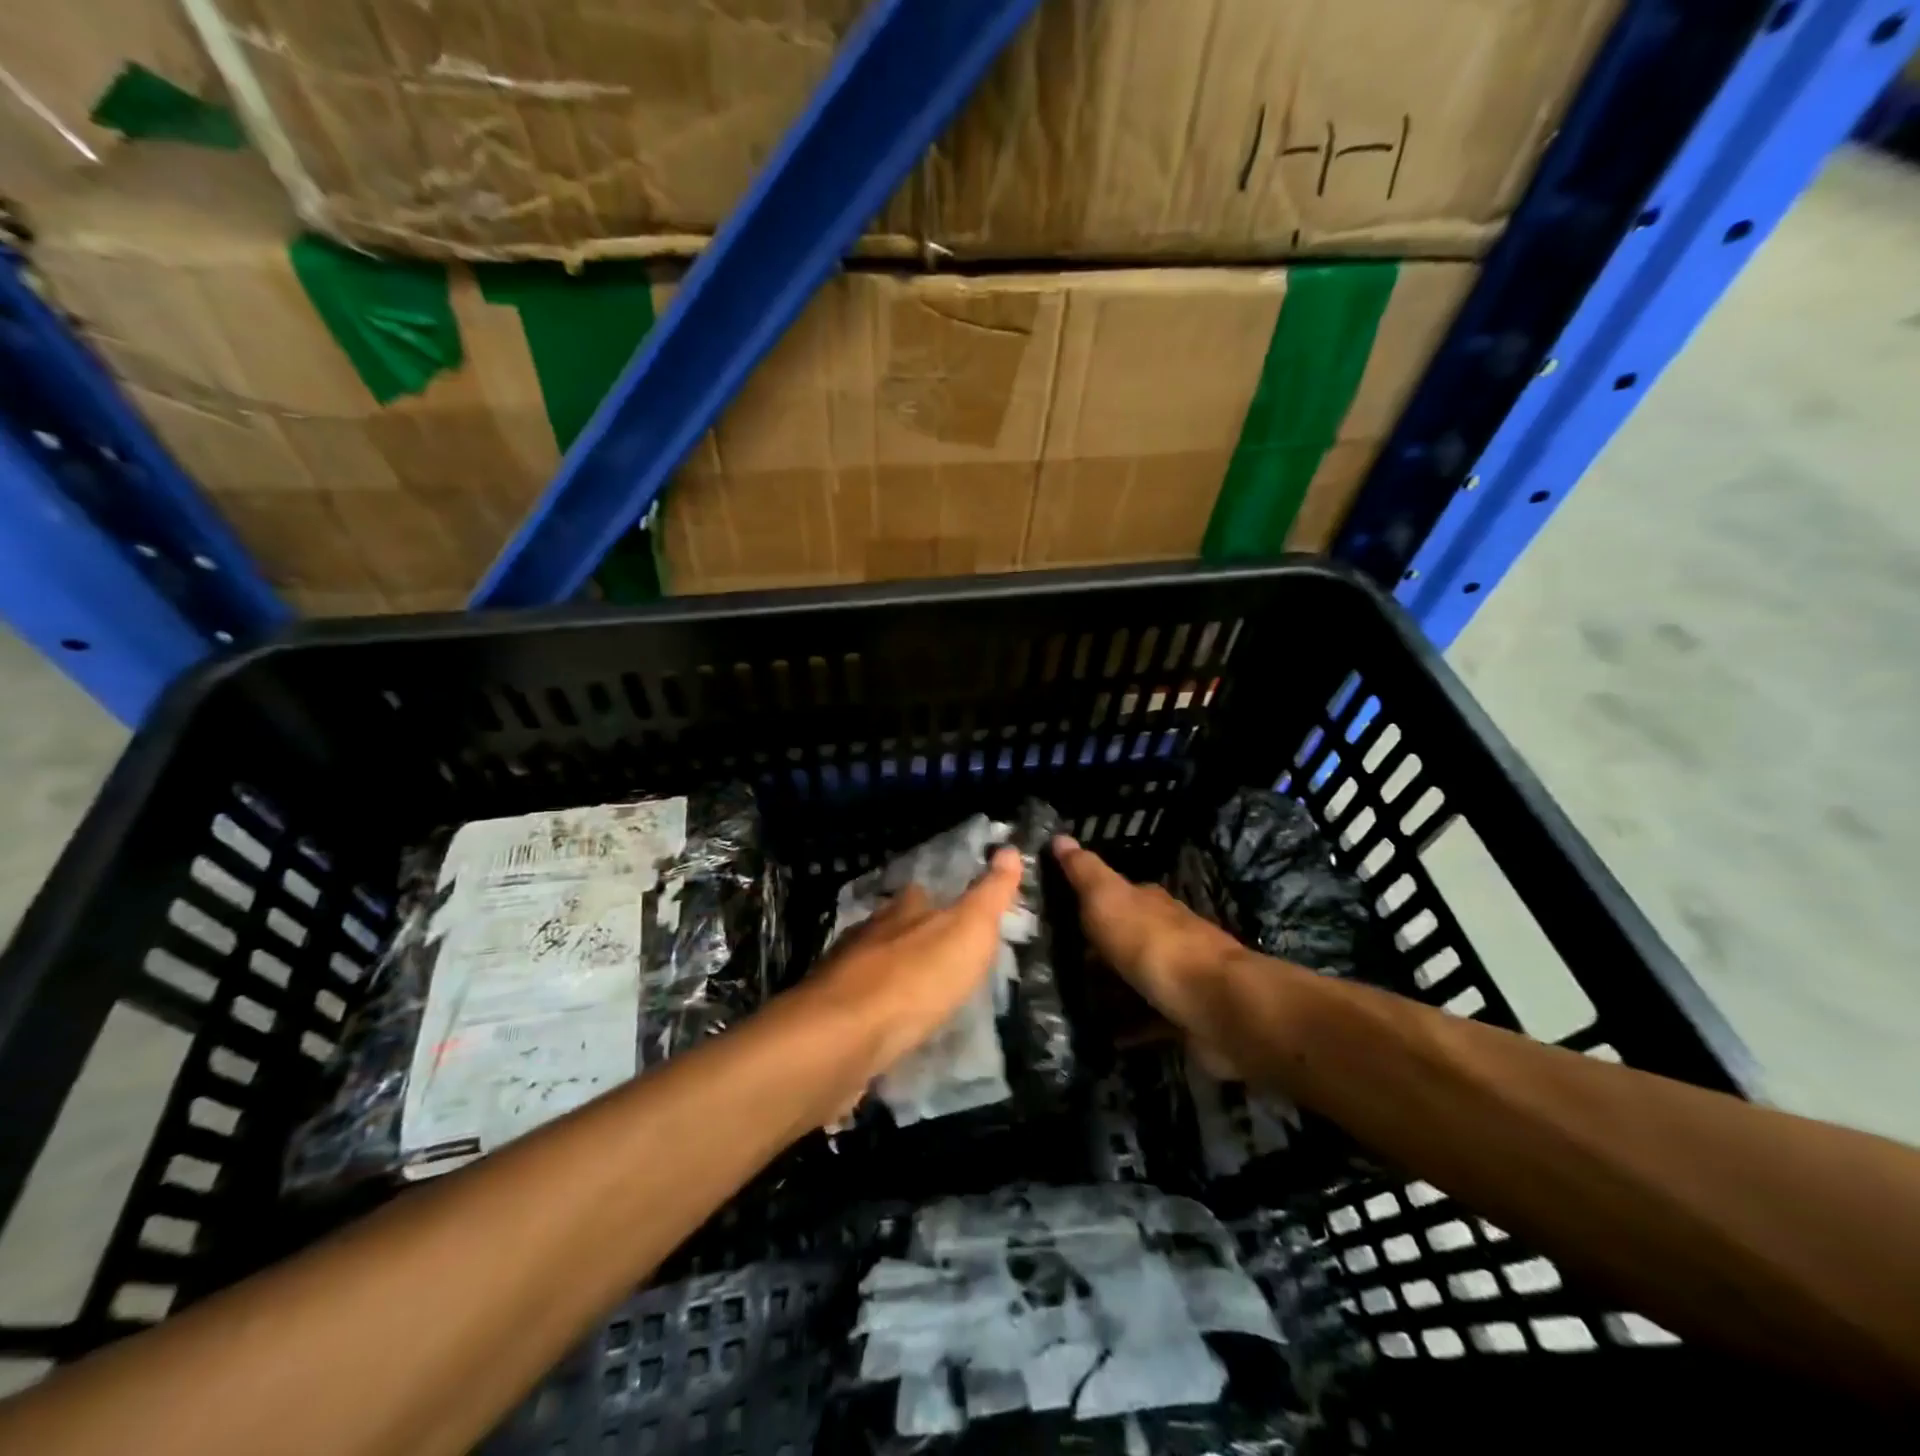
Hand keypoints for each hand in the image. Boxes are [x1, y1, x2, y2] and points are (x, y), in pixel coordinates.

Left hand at [804, 847, 1022, 1079]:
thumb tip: (1010, 849)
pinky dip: (871, 1009)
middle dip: (909, 937)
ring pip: (870, 963)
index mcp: (903, 911)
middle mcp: (868, 933)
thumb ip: (989, 894)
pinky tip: (883, 1024)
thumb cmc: (916, 978)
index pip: (921, 894)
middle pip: (891, 927)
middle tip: (935, 957)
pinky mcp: (829, 1015)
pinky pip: (856, 1004)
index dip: (936, 900)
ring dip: (888, 973)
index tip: (952, 911)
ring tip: (912, 993)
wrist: (845, 1035)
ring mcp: (842, 973)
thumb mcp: (968, 931)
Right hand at [1051, 834, 1245, 1046]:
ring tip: (1073, 1002)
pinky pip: (1149, 1020)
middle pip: (1126, 936)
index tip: (1056, 911)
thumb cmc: (1153, 945)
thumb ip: (1084, 872)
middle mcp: (1167, 933)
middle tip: (1055, 962)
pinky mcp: (1185, 1015)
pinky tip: (1106, 1037)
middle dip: (1096, 948)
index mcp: (1149, 903)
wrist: (1215, 1005)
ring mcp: (1180, 976)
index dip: (1088, 899)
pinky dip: (1129, 1026)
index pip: (1116, 893)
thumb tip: (1060, 836)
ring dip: (1111, 988)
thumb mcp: (1108, 899)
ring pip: (1136, 977)